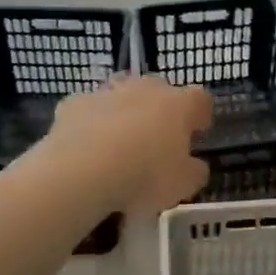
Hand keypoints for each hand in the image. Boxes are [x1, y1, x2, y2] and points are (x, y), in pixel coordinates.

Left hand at [44, 75, 213, 213]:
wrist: (82, 171)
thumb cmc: (145, 176)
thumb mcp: (184, 185)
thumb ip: (195, 171)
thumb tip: (195, 165)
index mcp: (179, 105)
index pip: (200, 99)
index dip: (200, 116)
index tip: (196, 134)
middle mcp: (146, 89)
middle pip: (160, 91)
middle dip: (160, 111)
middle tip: (156, 141)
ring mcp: (108, 92)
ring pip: (122, 95)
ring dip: (125, 112)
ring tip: (120, 143)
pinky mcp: (75, 103)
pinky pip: (90, 109)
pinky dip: (91, 123)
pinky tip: (87, 147)